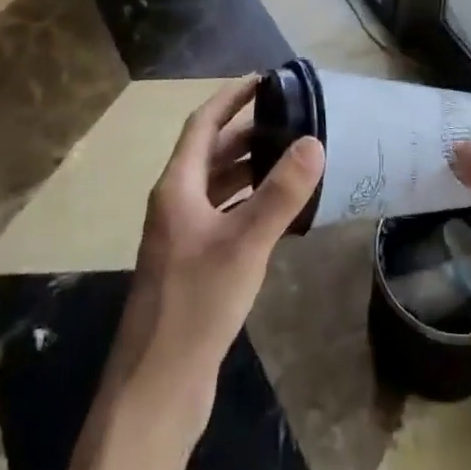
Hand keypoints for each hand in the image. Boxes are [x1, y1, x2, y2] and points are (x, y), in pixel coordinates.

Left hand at [107, 75, 325, 437]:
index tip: (263, 79)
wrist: (156, 389)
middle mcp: (174, 205)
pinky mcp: (192, 267)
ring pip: (217, 186)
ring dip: (248, 168)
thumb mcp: (244, 243)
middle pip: (210, 153)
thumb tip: (314, 141)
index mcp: (176, 188)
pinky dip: (247, 203)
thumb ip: (280, 193)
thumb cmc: (195, 305)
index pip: (202, 124)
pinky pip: (223, 216)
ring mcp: (181, 238)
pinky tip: (277, 213)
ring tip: (290, 157)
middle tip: (289, 119)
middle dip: (246, 132)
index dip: (230, 98)